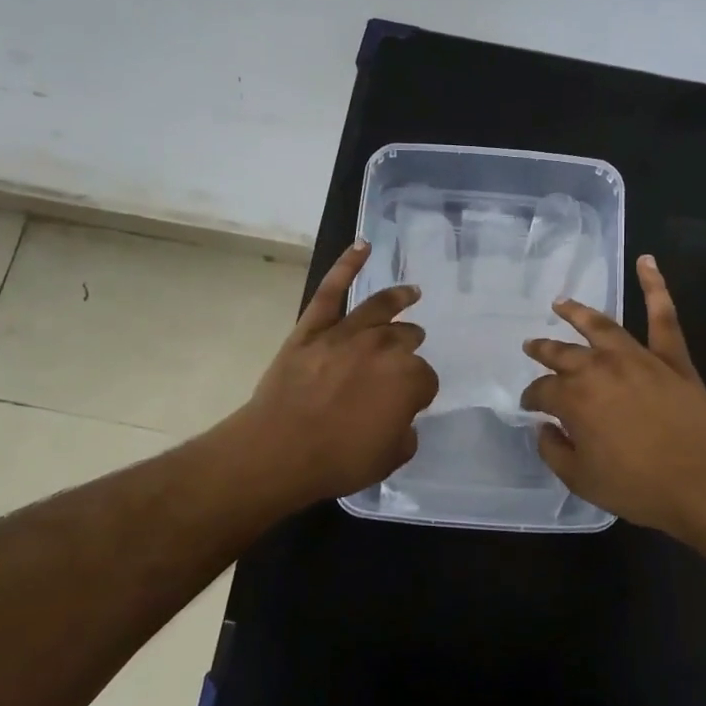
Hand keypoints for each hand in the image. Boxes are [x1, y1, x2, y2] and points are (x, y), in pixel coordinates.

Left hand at [233, 241, 438, 506]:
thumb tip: (400, 417)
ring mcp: (346, 333)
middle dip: (409, 348)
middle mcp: (384, 347)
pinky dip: (347, 265)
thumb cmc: (338, 459)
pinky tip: (362, 246)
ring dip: (399, 299)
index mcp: (408, 379)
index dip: (418, 392)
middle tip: (405, 357)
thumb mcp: (390, 458)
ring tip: (411, 293)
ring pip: (380, 308)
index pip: (426, 379)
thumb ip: (404, 432)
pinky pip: (331, 290)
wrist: (280, 449)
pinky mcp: (313, 328)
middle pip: (406, 339)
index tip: (408, 404)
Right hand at [521, 255, 705, 539]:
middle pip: (563, 354)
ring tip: (561, 303)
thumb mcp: (580, 479)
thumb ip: (553, 450)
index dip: (533, 399)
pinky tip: (647, 261)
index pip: (542, 391)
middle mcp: (599, 368)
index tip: (531, 408)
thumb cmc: (637, 486)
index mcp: (574, 399)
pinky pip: (663, 316)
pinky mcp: (671, 357)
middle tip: (532, 346)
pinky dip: (655, 286)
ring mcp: (637, 357)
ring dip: (578, 313)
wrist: (701, 484)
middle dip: (544, 351)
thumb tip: (544, 428)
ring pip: (601, 326)